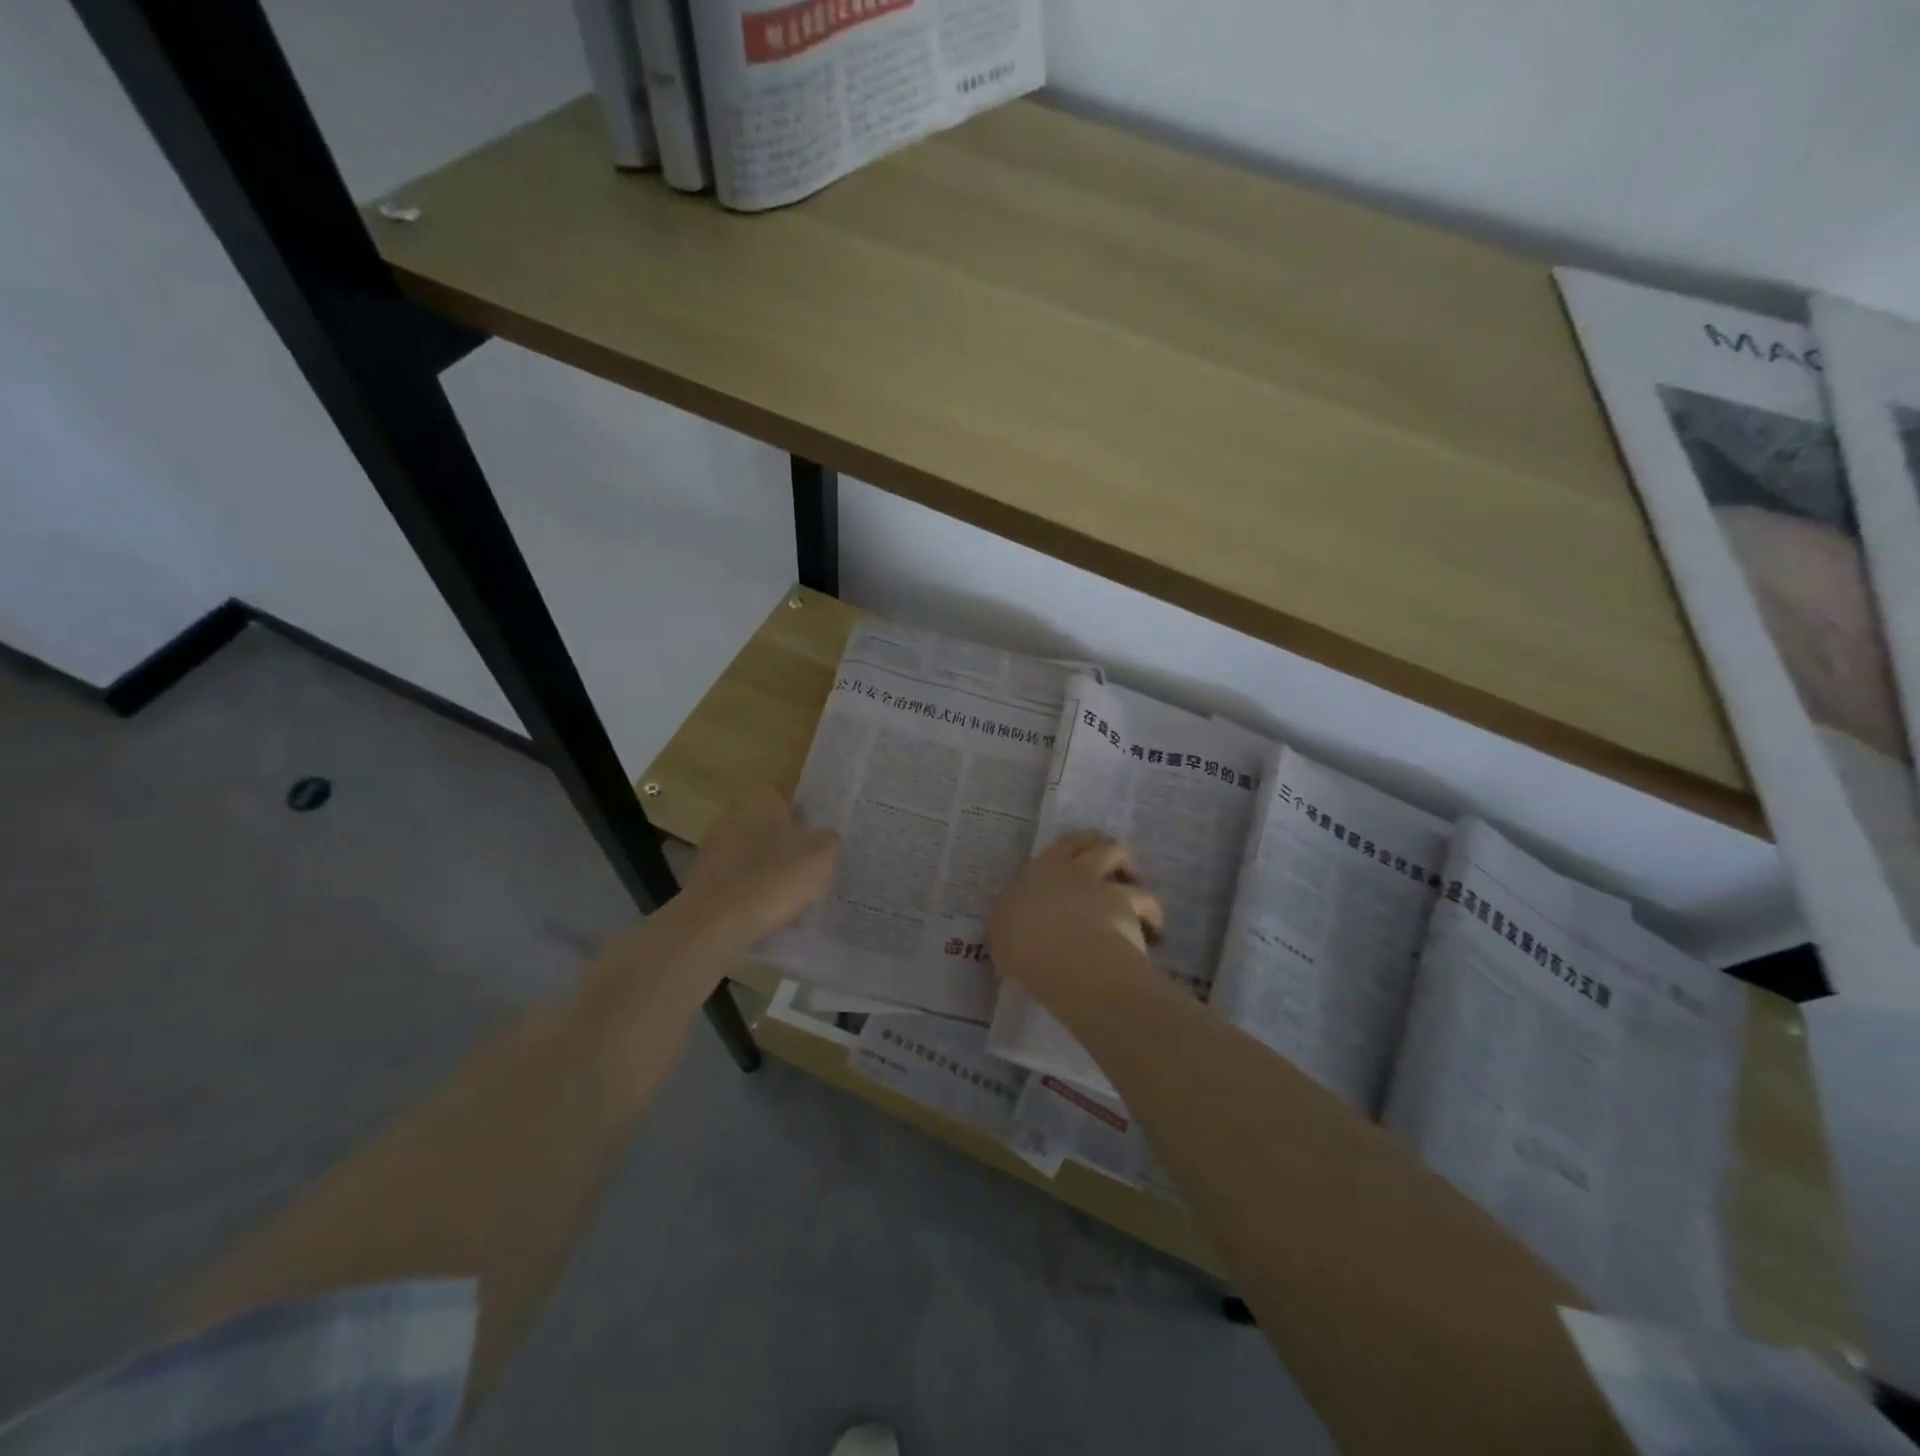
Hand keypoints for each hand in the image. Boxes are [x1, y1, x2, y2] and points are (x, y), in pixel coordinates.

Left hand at [677, 786, 839, 946]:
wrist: (716, 923)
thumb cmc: (774, 879)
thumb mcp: (821, 858)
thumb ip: (829, 840)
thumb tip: (827, 836)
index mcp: (761, 801)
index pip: (783, 796)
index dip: (801, 814)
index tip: (816, 836)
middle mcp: (733, 816)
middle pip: (766, 825)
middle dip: (784, 842)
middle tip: (808, 865)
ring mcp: (714, 848)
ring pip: (751, 853)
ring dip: (767, 868)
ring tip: (791, 894)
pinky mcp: (703, 879)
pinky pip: (737, 879)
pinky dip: (750, 890)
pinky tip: (766, 910)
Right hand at [989, 831, 1162, 1007]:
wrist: (1065, 956)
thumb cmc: (1023, 946)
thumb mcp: (1003, 934)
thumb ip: (1014, 923)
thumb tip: (1018, 929)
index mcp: (1039, 871)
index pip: (1061, 847)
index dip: (1073, 849)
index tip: (1078, 861)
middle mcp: (1073, 870)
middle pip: (1097, 844)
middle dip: (1105, 850)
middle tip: (1113, 868)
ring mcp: (1103, 885)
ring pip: (1123, 860)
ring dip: (1132, 873)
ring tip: (1135, 895)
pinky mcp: (1129, 904)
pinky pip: (1146, 901)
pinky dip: (1151, 913)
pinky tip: (1154, 931)